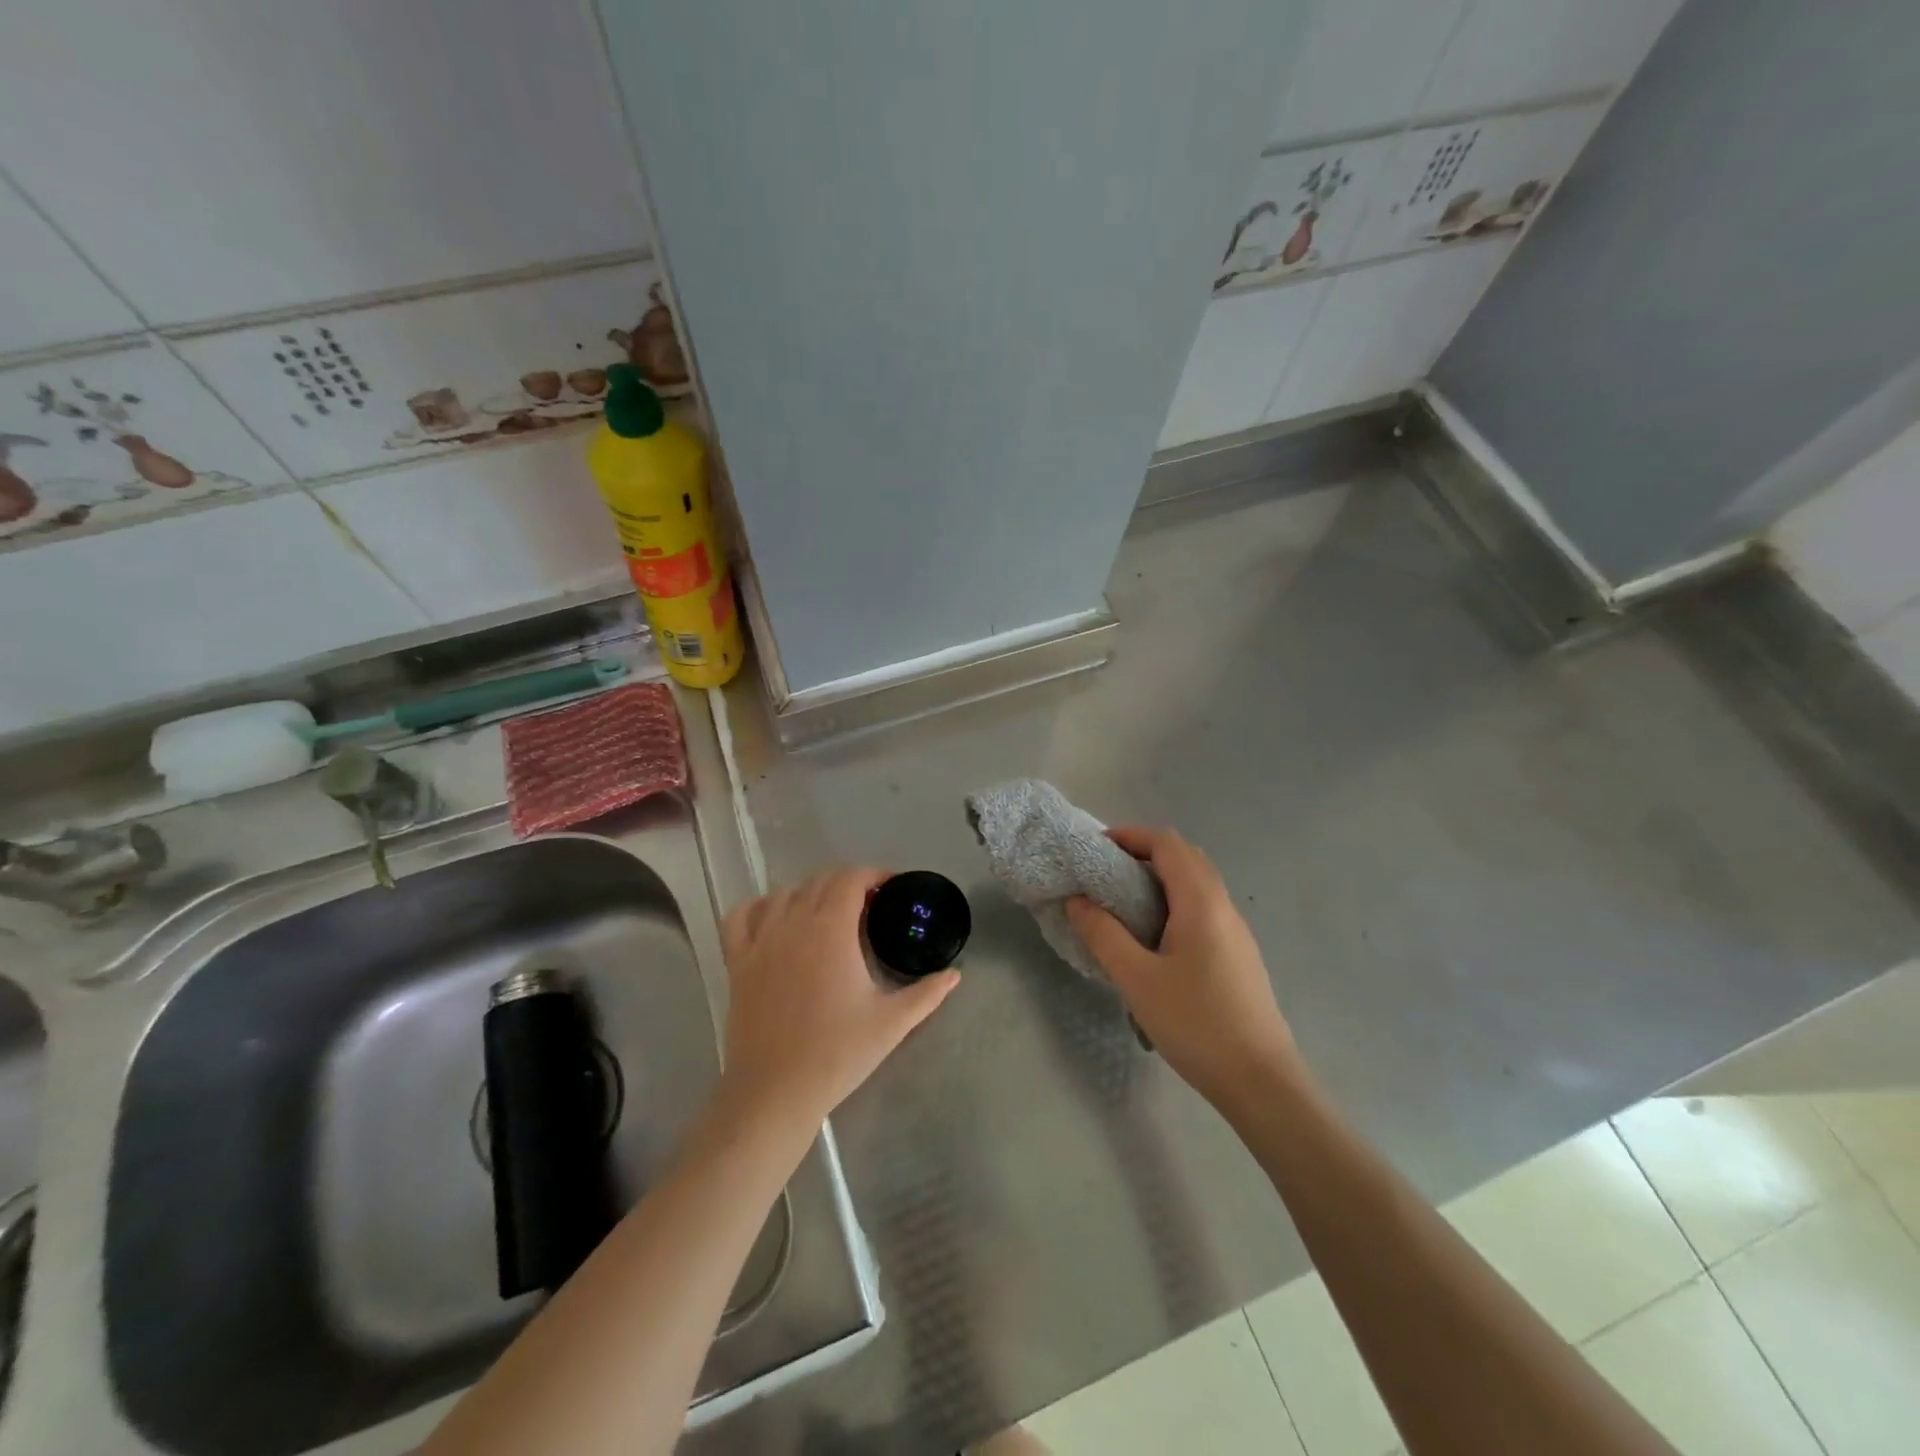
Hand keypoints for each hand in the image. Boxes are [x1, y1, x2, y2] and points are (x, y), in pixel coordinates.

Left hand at [718, 867, 959, 1136]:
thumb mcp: (892, 1023)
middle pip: (820, 881)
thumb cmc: (838, 1053)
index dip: (874, 875)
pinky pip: (741, 916)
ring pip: (784, 894)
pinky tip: (775, 920)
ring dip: (810, 893)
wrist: (776, 1092)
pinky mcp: (738, 962)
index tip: (892, 889)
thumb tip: (955, 974)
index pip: (851, 879)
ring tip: (828, 914)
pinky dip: (759, 908)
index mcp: (831, 930)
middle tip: (870, 906)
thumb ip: (928, 993)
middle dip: (848, 884)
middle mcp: (793, 923)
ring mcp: (760, 941)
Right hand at [1066, 828, 1297, 1110]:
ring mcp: (1236, 931)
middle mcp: (1223, 907)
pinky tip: (1154, 937)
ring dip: (1160, 878)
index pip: (1167, 844)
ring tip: (1122, 902)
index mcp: (1201, 902)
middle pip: (1185, 857)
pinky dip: (1174, 901)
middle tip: (1105, 873)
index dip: (1131, 836)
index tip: (1096, 849)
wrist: (1260, 1081)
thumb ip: (1103, 934)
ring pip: (1197, 883)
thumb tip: (1076, 899)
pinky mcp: (1238, 954)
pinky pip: (1204, 908)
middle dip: (1144, 853)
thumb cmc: (1195, 1023)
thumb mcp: (1136, 979)